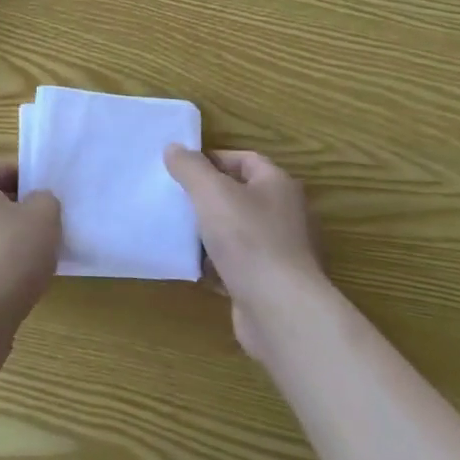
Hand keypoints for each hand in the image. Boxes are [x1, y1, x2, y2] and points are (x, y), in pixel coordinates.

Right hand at [164, 147, 324, 358]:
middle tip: (175, 198)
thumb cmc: (249, 240)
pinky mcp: (270, 284)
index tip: (181, 168)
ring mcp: (280, 252)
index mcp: (278, 185)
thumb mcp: (211, 193)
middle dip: (207, 197)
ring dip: (209, 233)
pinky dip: (216, 265)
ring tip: (177, 231)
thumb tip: (174, 148)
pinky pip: (237, 265)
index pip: (245, 159)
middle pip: (240, 196)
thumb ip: (190, 167)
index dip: (213, 159)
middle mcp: (285, 215)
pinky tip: (192, 267)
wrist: (280, 312)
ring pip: (236, 232)